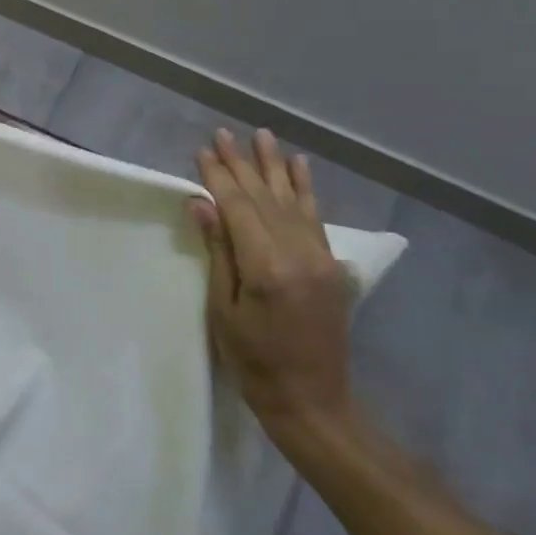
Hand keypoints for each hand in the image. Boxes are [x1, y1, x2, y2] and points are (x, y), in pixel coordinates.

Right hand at [190, 129, 354, 433]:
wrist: (312, 400)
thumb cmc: (254, 362)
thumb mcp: (223, 311)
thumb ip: (219, 252)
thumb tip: (203, 204)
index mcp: (268, 268)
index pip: (239, 208)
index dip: (219, 178)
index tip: (203, 151)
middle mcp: (300, 254)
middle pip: (265, 198)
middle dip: (243, 164)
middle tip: (225, 134)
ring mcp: (322, 257)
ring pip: (293, 201)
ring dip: (275, 166)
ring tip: (263, 136)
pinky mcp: (333, 265)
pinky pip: (316, 217)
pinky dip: (305, 189)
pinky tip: (299, 166)